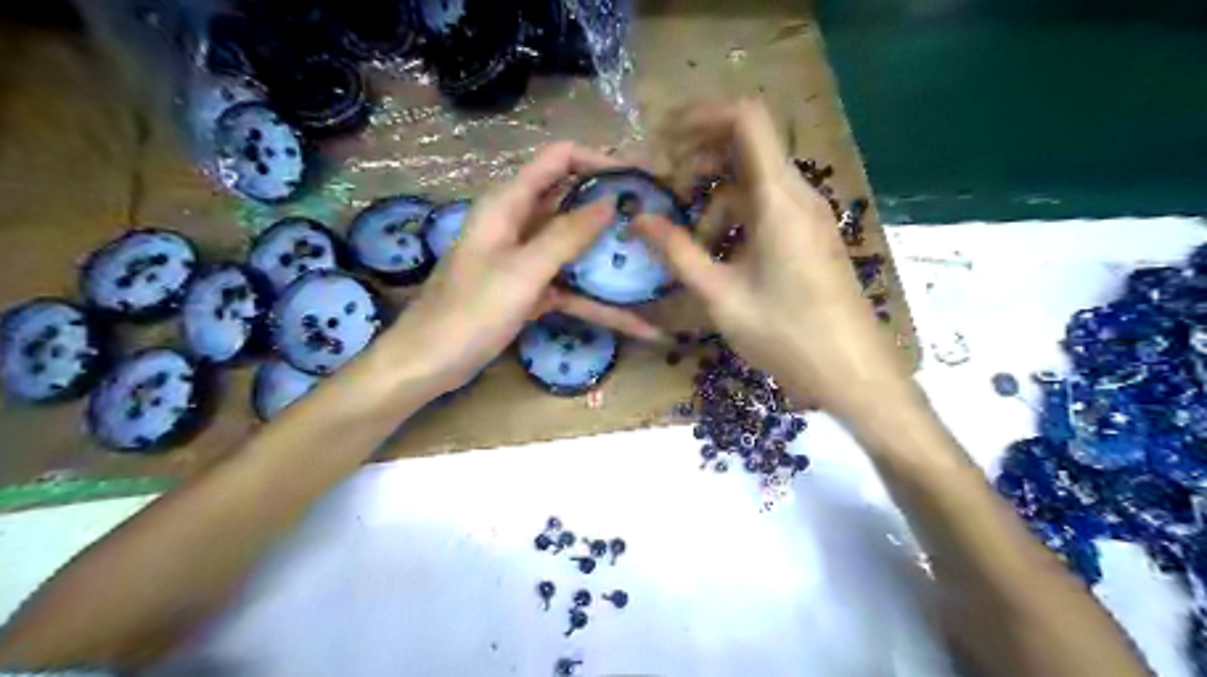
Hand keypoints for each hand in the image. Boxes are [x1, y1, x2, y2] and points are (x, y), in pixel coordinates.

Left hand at [386, 142, 662, 396]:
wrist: (430, 361)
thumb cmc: (470, 311)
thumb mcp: (523, 271)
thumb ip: (567, 235)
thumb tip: (609, 203)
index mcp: (509, 204)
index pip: (559, 159)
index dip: (599, 160)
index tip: (639, 177)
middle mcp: (519, 223)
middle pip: (571, 201)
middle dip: (611, 207)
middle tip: (655, 220)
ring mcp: (525, 259)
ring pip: (574, 247)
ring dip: (608, 254)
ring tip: (653, 262)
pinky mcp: (530, 290)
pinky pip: (569, 286)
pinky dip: (596, 300)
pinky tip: (634, 321)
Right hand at [634, 98, 910, 421]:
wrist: (852, 374)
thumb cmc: (786, 335)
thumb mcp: (720, 295)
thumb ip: (677, 252)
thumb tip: (637, 219)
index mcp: (779, 199)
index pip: (745, 119)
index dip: (700, 116)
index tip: (662, 140)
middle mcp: (797, 195)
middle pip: (745, 148)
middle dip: (699, 161)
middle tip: (666, 195)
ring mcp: (807, 216)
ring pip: (752, 183)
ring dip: (714, 200)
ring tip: (689, 246)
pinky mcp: (809, 237)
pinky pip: (766, 209)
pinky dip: (735, 220)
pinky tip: (719, 259)